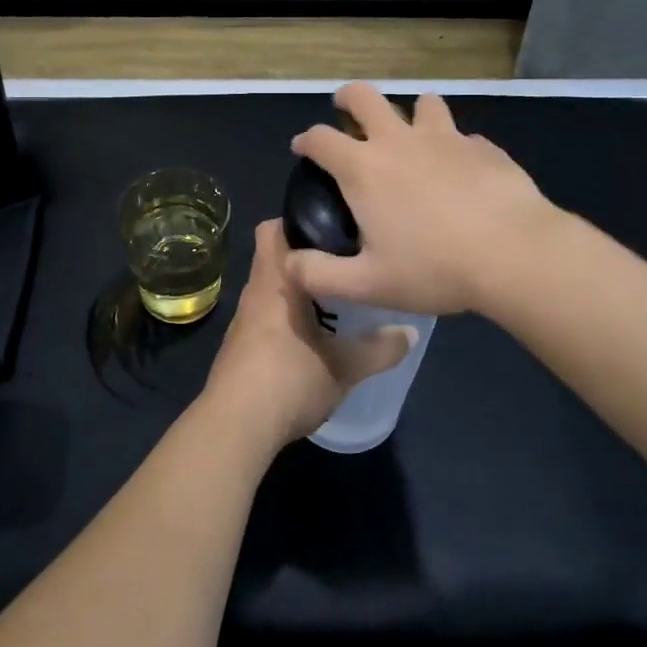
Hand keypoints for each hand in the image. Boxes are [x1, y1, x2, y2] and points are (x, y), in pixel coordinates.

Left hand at [201, 220, 415, 449]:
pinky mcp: (239, 346)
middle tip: (343, 263)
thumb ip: (379, 349)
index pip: (272, 228)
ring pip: (270, 288)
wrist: (236, 426)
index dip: (298, 220)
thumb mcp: (345, 368)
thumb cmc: (289, 381)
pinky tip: (310, 335)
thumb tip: (410, 332)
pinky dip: (285, 316)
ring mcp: (243, 320)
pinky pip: (265, 315)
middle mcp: (255, 292)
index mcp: (275, 282)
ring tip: (335, 298)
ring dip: (296, 289)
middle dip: (305, 257)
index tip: (332, 225)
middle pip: (274, 257)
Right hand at [287, 83, 560, 316]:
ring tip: (414, 137)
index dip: (306, 140)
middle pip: (365, 96)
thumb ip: (320, 275)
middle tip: (347, 112)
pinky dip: (454, 146)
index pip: (321, 138)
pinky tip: (462, 171)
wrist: (515, 254)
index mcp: (364, 168)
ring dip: (411, 114)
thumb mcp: (367, 285)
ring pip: (422, 103)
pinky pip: (462, 136)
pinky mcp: (484, 146)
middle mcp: (399, 141)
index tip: (303, 148)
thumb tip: (289, 264)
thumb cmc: (434, 268)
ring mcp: (446, 138)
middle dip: (348, 98)